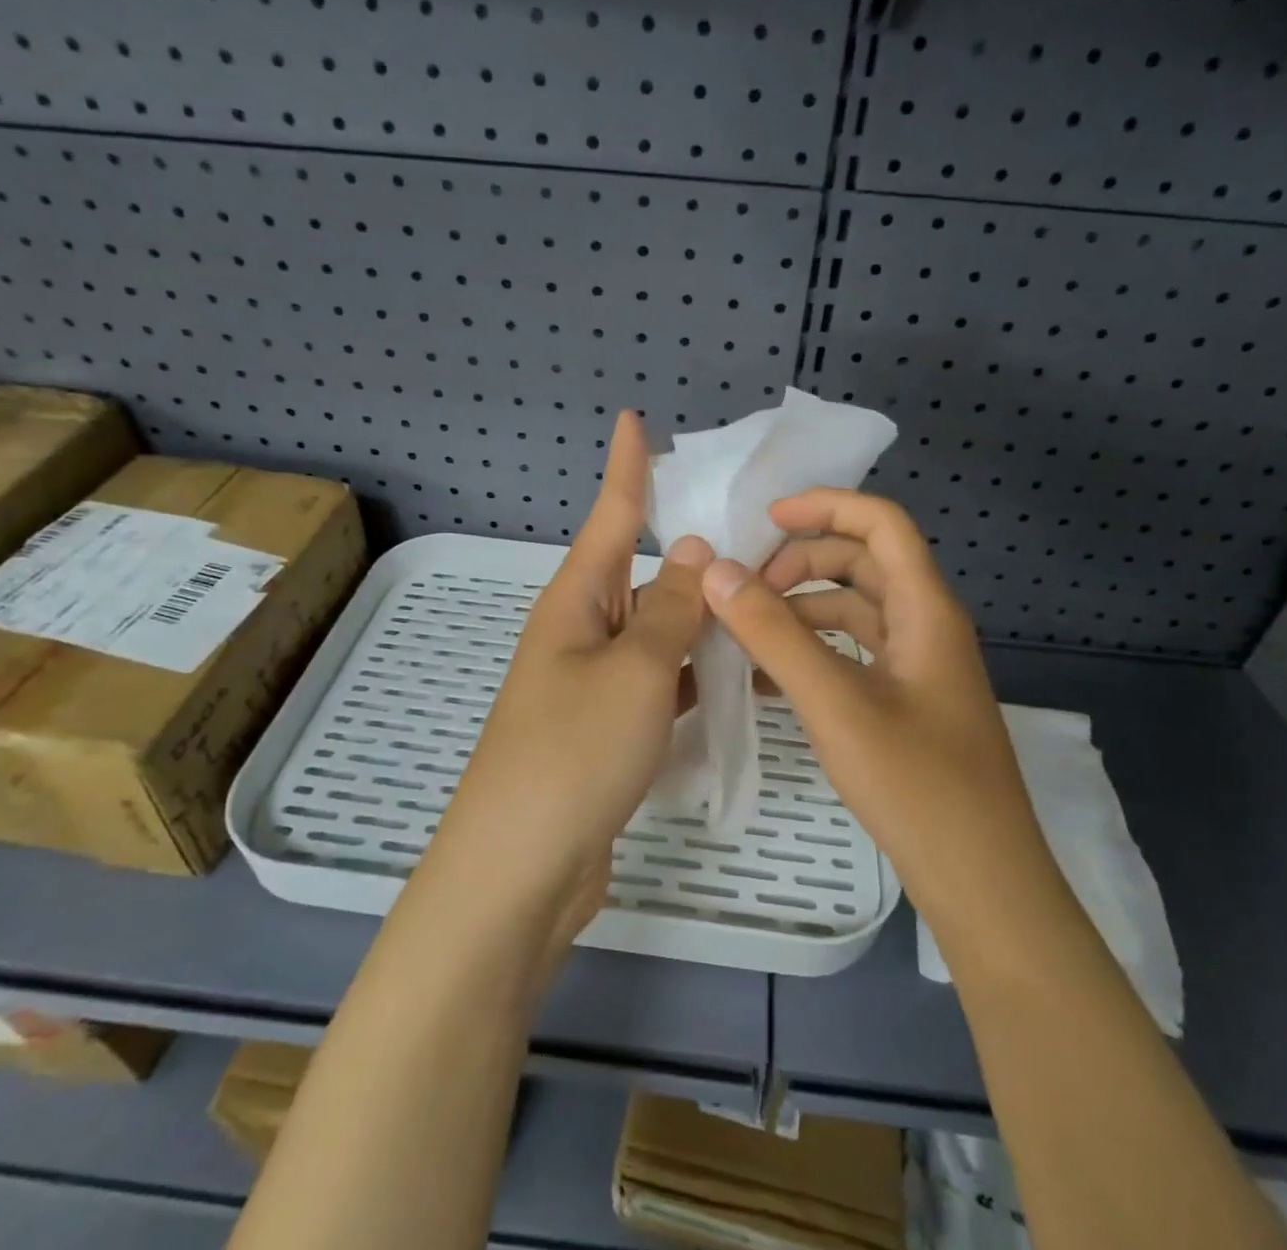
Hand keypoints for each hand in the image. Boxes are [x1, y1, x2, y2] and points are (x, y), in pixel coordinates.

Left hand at [420, 410, 713, 984]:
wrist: (522, 867)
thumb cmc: (573, 753)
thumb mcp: (633, 671)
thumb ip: (669, 610)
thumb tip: (689, 549)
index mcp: (576, 601)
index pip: (609, 515)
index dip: (626, 466)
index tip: (634, 418)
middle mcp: (582, 631)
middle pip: (642, 574)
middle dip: (689, 553)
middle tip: (756, 532)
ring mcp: (596, 682)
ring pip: (658, 631)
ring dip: (700, 619)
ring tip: (764, 599)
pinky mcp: (611, 726)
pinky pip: (661, 680)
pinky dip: (695, 673)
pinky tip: (738, 673)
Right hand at [698, 489, 1052, 931]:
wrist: (983, 884)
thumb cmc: (916, 785)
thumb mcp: (835, 704)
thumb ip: (774, 635)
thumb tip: (718, 572)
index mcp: (925, 609)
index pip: (881, 524)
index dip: (826, 507)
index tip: (765, 520)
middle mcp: (926, 626)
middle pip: (863, 563)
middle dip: (802, 563)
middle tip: (745, 588)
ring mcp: (918, 668)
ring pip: (854, 611)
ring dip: (801, 610)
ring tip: (744, 633)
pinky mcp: (906, 703)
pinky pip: (853, 655)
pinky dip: (812, 652)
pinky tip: (768, 680)